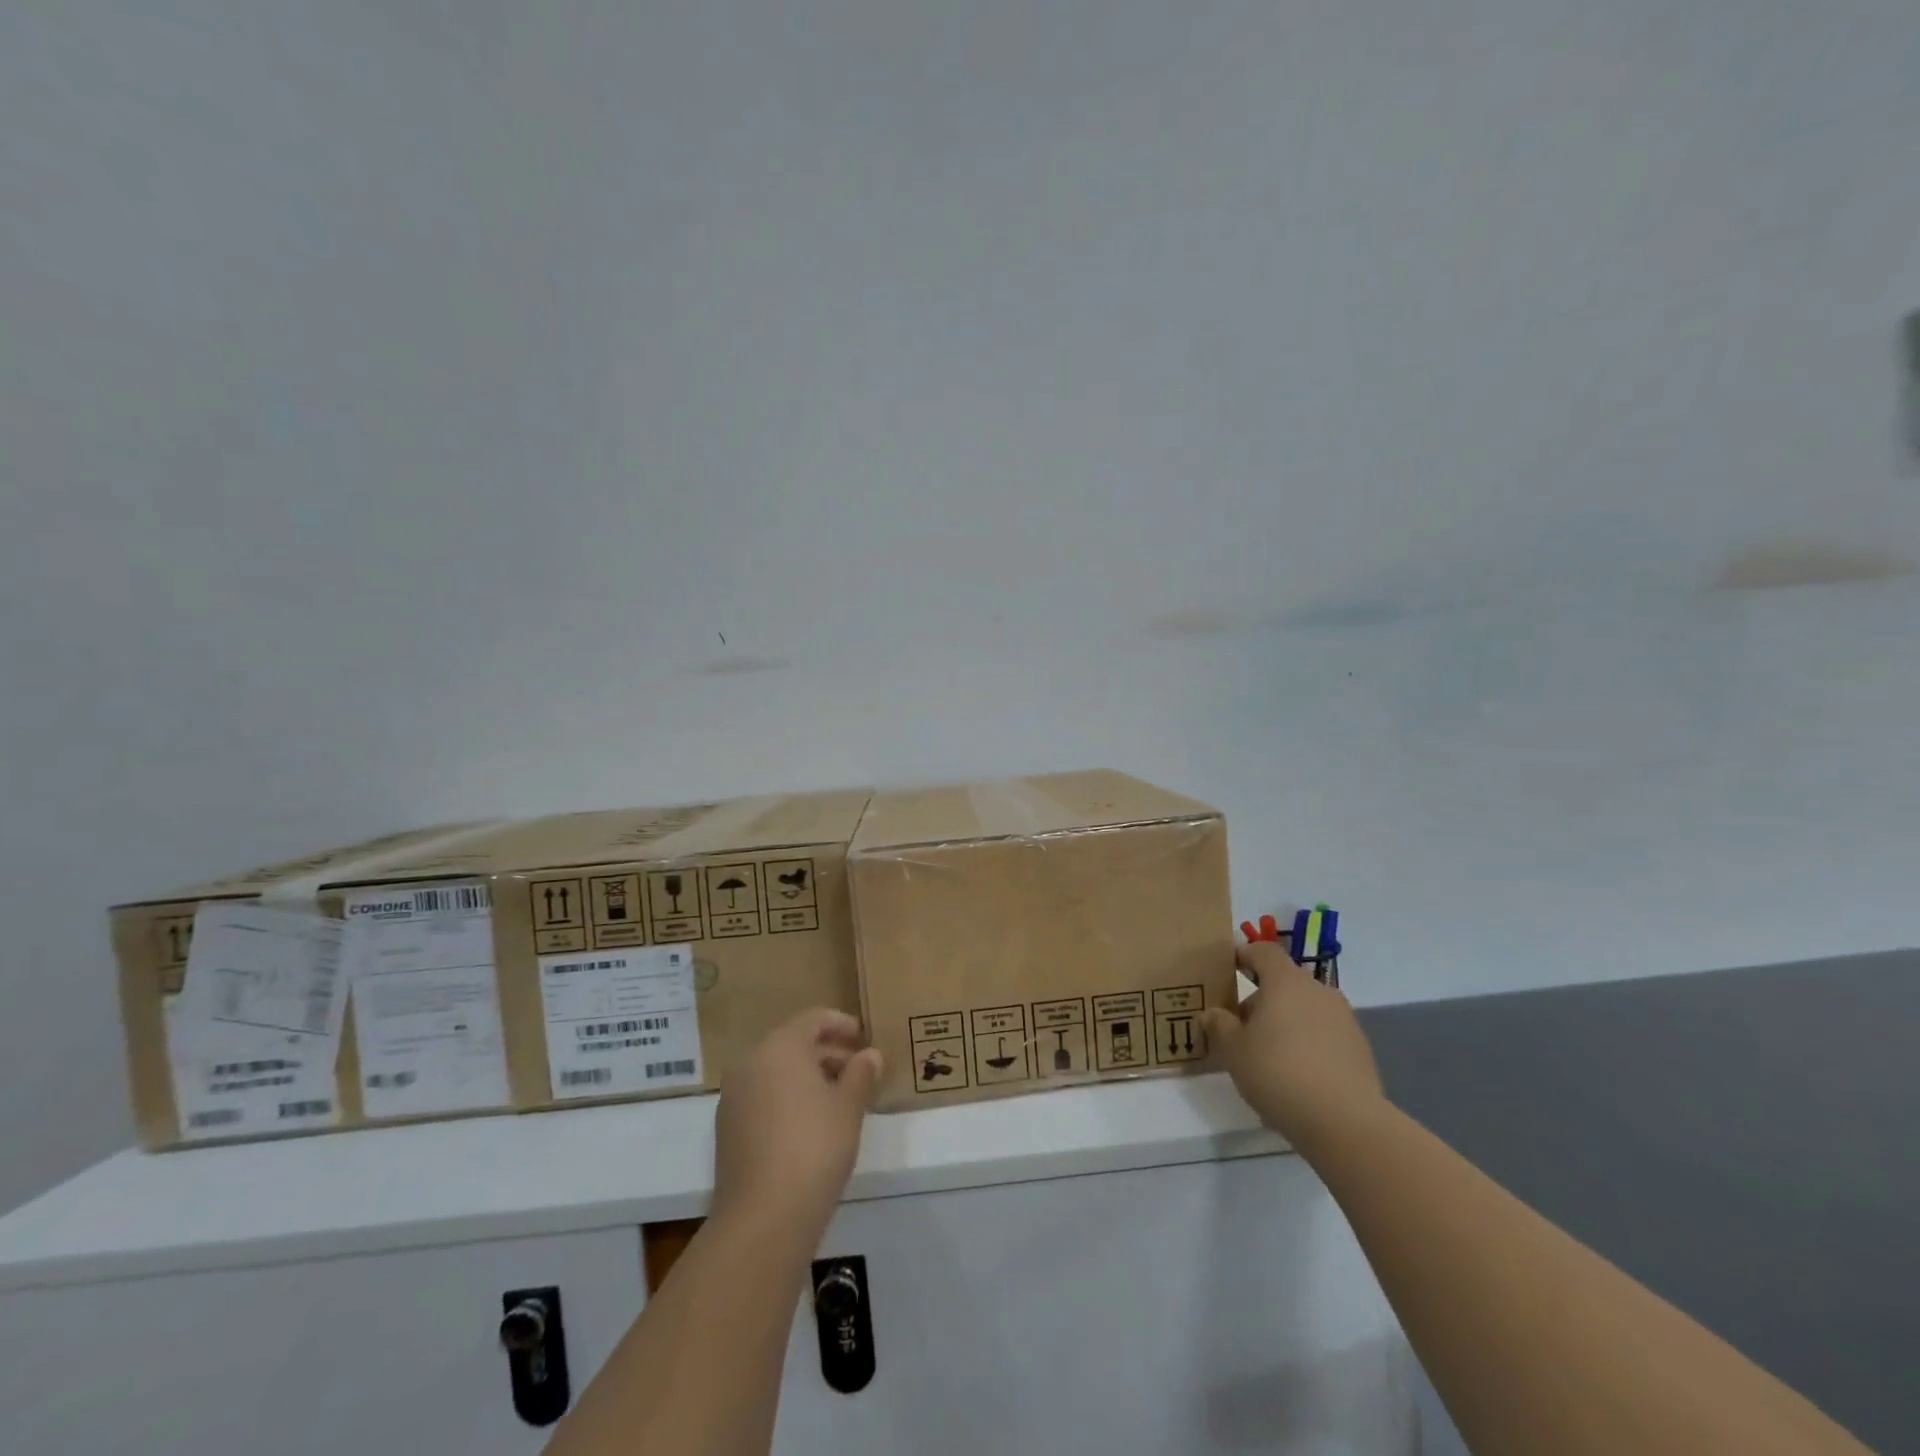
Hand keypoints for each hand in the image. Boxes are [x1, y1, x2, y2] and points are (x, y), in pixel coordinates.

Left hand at [711, 1008, 882, 1241]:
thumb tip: (870, 1055)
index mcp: (780, 1047)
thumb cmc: (814, 1147)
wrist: (763, 1217)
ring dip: (808, 1076)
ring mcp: (734, 1096)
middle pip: (793, 1043)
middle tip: (859, 1070)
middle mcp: (751, 1062)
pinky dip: (788, 1098)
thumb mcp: (849, 1107)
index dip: (842, 1025)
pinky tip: (812, 1123)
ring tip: (841, 1098)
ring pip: (777, 1071)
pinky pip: (763, 1096)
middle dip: (828, 1052)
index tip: (865, 1039)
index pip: (814, 1019)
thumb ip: (861, 1074)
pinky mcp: (728, 1129)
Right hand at [1202, 941, 1385, 1151]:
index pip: (1264, 951)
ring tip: (1268, 1054)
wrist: (1346, 1122)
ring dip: (1286, 1021)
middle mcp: (1318, 991)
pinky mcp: (1360, 1049)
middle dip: (1261, 998)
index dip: (1244, 954)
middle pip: (1285, 982)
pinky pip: (1325, 1034)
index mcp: (1286, 982)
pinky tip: (1296, 1074)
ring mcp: (1344, 1019)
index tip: (1228, 968)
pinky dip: (1308, 1043)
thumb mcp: (1233, 1050)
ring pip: (1306, 1008)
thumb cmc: (1279, 1073)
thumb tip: (1212, 1014)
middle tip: (1241, 1026)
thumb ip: (1218, 1025)